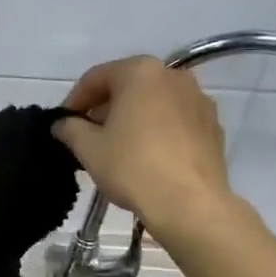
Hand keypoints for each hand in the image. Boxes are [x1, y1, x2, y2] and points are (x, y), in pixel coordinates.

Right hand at [52, 57, 231, 226]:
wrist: (189, 203)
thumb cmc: (132, 167)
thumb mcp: (88, 148)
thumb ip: (70, 128)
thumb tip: (62, 124)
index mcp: (140, 72)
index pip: (96, 78)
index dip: (74, 101)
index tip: (63, 124)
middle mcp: (173, 76)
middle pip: (128, 86)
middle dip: (105, 108)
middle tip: (88, 136)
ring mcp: (198, 100)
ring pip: (154, 103)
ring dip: (132, 118)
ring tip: (118, 148)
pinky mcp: (213, 126)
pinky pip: (175, 121)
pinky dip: (158, 130)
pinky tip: (148, 157)